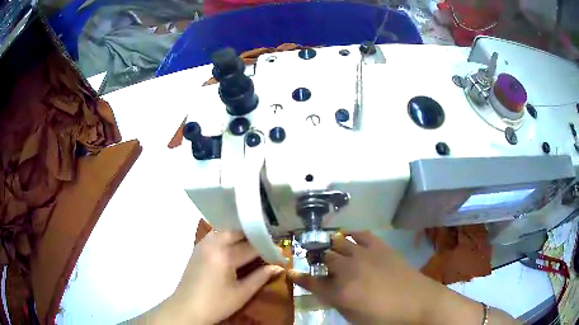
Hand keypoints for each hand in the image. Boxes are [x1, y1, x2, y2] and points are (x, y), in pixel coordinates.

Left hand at [134, 231, 283, 323]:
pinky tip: (233, 246)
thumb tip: (279, 267)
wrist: (187, 308)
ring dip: (240, 235)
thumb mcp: (242, 293)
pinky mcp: (198, 247)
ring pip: (226, 230)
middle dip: (254, 237)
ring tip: (252, 245)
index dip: (268, 249)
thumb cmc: (217, 304)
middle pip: (238, 231)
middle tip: (266, 247)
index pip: (252, 246)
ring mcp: (203, 244)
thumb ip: (261, 277)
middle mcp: (213, 243)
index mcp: (225, 255)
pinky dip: (227, 237)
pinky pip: (216, 234)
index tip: (280, 253)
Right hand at [288, 232, 502, 324]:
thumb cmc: (384, 318)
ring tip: (330, 250)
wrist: (418, 303)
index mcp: (340, 292)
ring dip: (331, 247)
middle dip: (316, 260)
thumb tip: (325, 290)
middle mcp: (348, 270)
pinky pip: (360, 234)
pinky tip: (350, 239)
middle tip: (316, 262)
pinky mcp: (380, 247)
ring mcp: (364, 255)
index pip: (311, 281)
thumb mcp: (354, 317)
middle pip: (324, 258)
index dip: (299, 277)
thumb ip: (336, 302)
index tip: (291, 272)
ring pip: (338, 243)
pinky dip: (352, 236)